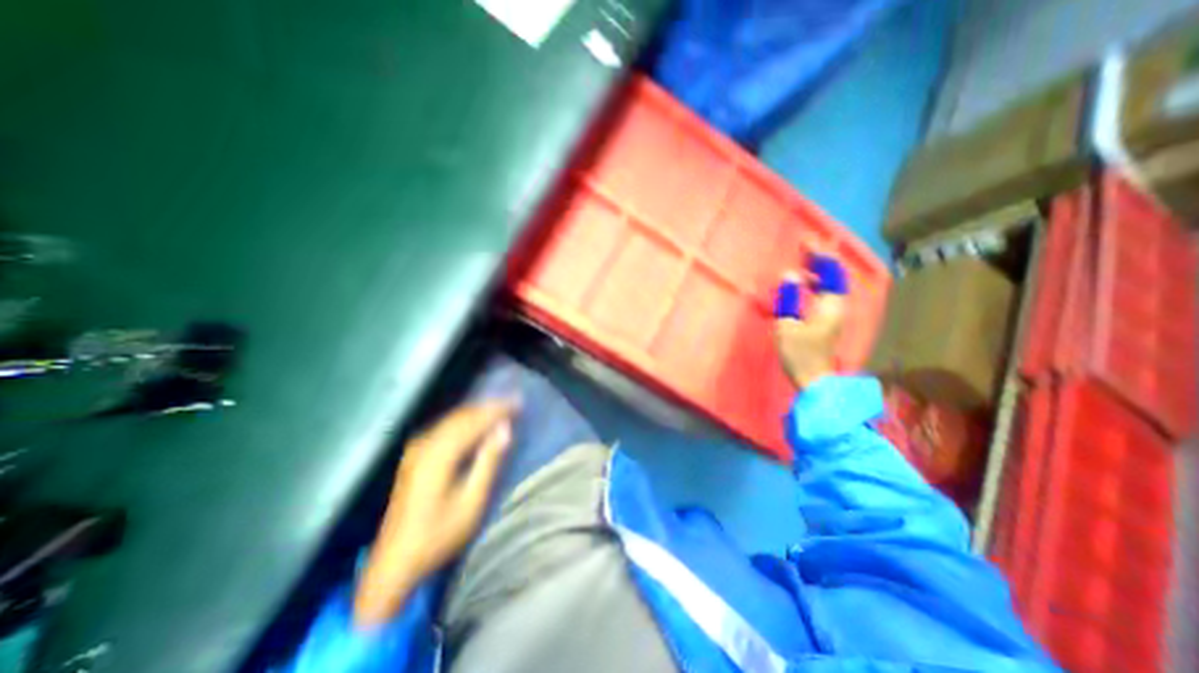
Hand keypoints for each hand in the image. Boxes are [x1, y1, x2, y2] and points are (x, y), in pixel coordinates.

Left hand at [353, 401, 509, 627]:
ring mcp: (416, 449)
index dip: (497, 409)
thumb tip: (505, 429)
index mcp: (438, 456)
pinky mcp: (414, 456)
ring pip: (452, 419)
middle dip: (489, 407)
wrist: (394, 564)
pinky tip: (476, 422)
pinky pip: (445, 427)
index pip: (473, 421)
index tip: (519, 401)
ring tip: (501, 408)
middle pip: (461, 416)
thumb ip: (488, 462)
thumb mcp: (471, 502)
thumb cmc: (438, 535)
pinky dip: (464, 421)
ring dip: (477, 412)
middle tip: (514, 402)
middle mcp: (424, 445)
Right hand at [774, 252, 846, 388]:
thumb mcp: (787, 326)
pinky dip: (815, 284)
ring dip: (818, 272)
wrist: (814, 381)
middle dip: (821, 260)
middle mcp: (837, 307)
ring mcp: (834, 315)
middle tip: (804, 248)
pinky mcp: (828, 322)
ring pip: (830, 285)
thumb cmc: (800, 354)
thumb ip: (788, 299)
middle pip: (834, 277)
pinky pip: (825, 294)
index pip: (831, 273)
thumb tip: (789, 275)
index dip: (821, 256)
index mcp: (831, 306)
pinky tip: (803, 285)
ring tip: (802, 262)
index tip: (807, 242)